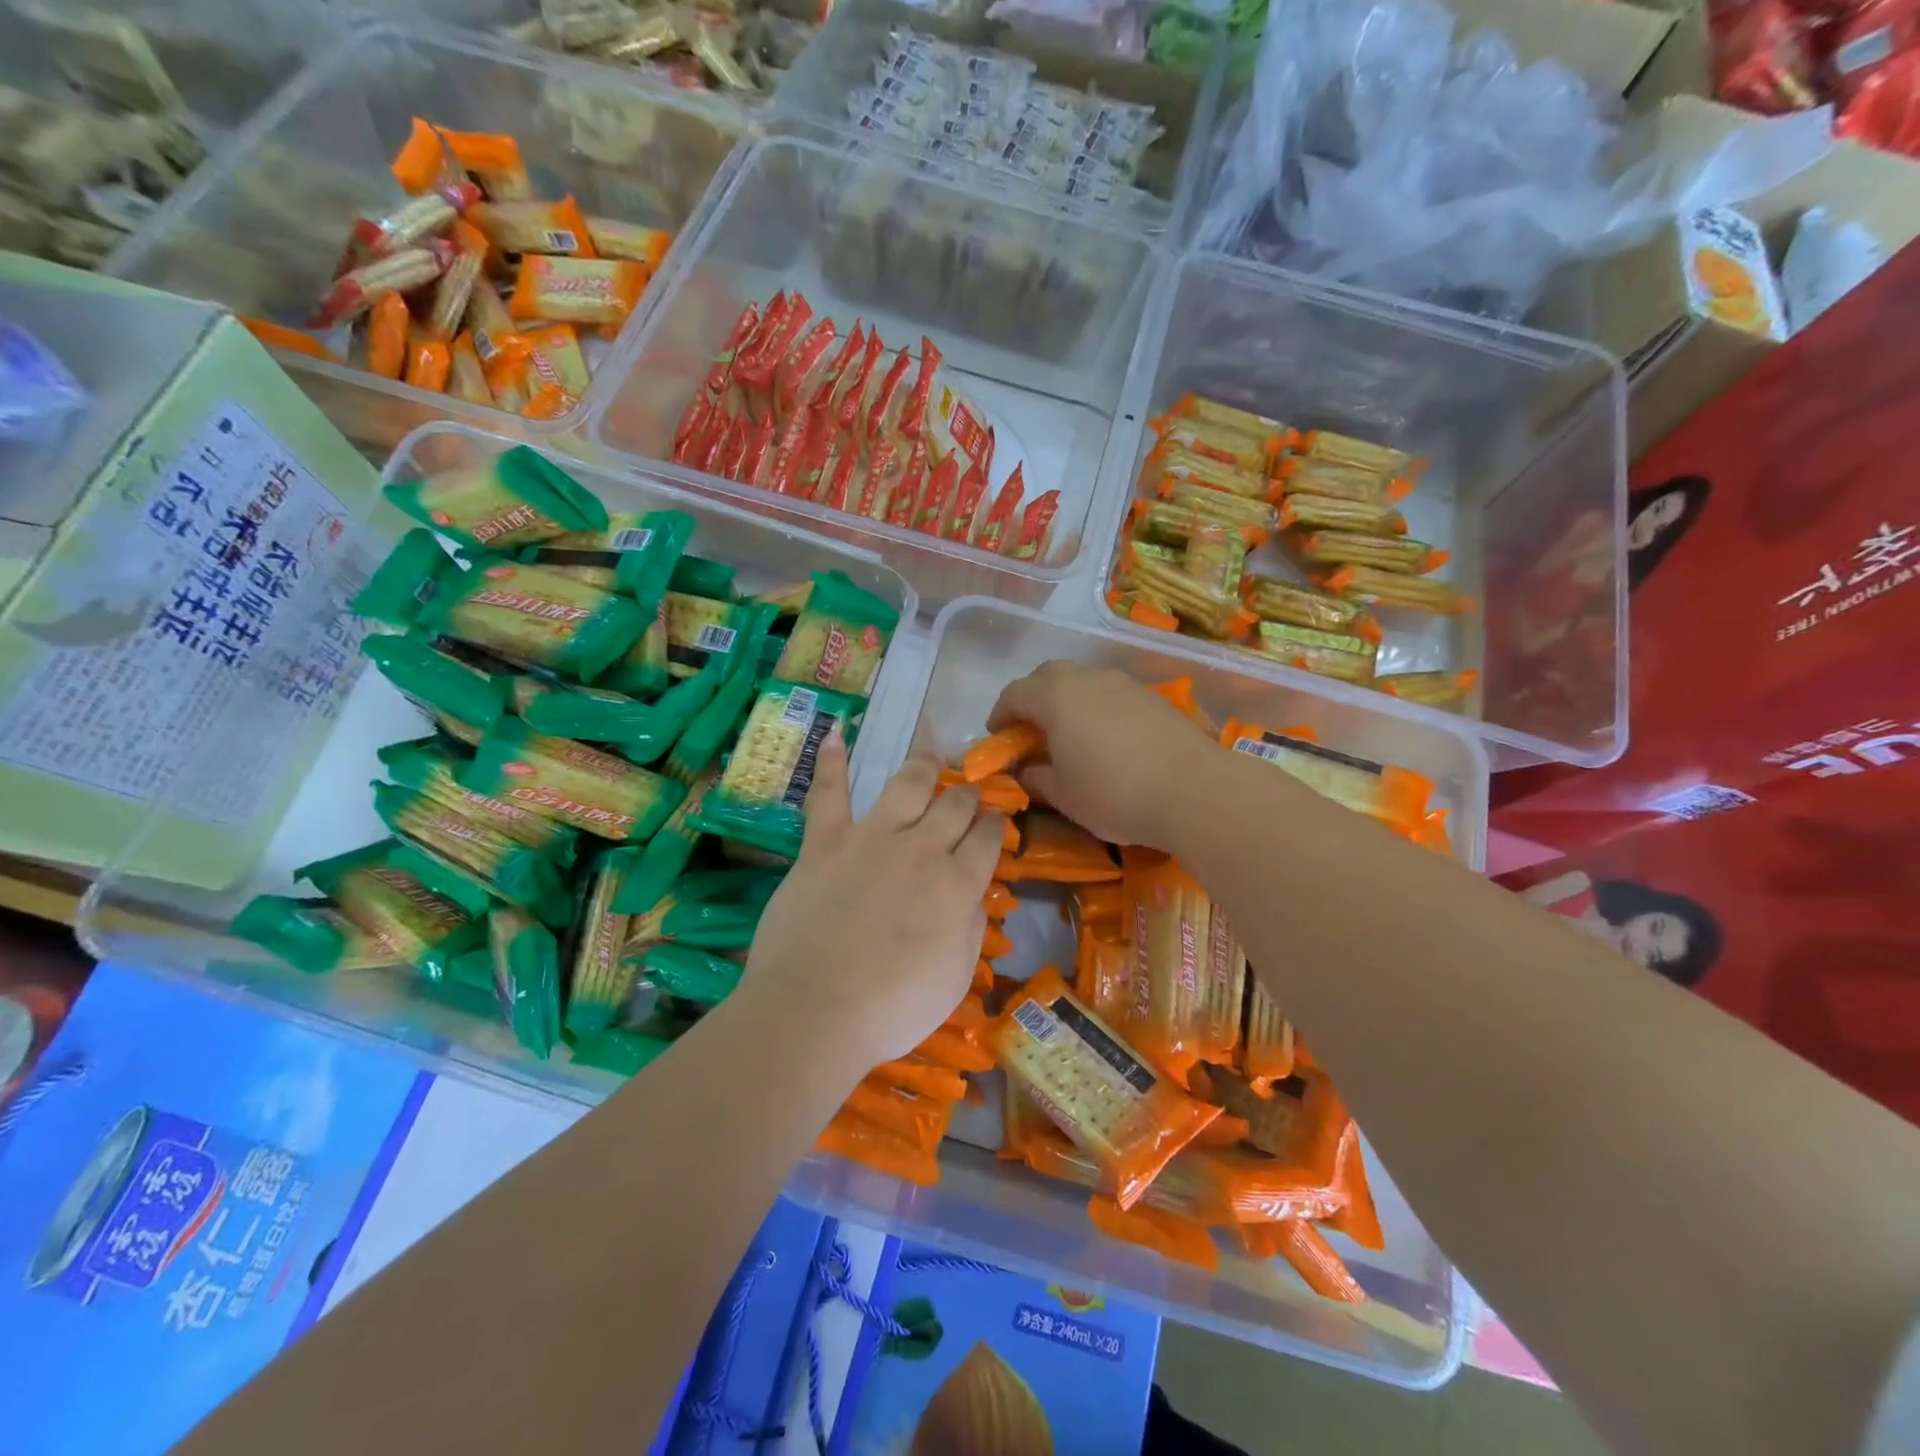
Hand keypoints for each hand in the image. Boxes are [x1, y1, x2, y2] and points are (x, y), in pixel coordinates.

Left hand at [740, 732, 1002, 1073]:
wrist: (815, 1011)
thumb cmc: (892, 1009)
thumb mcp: (954, 977)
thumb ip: (969, 927)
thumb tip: (973, 895)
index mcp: (958, 883)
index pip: (989, 837)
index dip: (996, 824)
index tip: (996, 820)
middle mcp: (922, 848)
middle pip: (955, 804)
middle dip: (968, 795)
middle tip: (968, 794)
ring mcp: (871, 839)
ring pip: (907, 783)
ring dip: (924, 765)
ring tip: (931, 754)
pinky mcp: (825, 844)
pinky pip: (828, 795)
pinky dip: (831, 764)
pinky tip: (836, 734)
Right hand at [987, 661, 1215, 850]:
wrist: (1193, 789)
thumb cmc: (1115, 794)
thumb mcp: (1065, 796)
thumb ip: (1038, 778)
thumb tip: (1026, 770)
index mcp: (1055, 698)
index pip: (1015, 694)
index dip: (1000, 713)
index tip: (997, 735)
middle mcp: (1087, 679)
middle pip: (1048, 675)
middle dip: (1032, 697)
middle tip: (1029, 728)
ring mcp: (1123, 683)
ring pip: (1082, 679)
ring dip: (1066, 699)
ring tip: (1068, 732)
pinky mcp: (1151, 696)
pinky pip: (1110, 692)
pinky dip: (1095, 706)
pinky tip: (1105, 736)